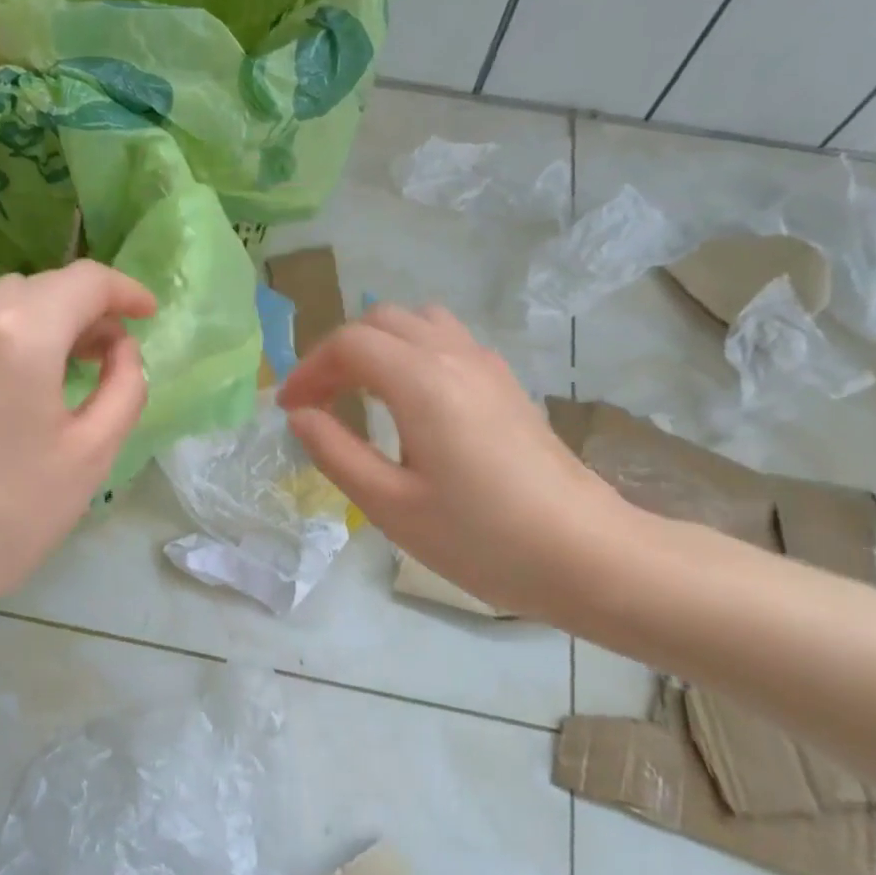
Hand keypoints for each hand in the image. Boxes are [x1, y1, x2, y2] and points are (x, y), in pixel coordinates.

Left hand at [0, 261, 155, 626]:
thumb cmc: (11, 515)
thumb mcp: (92, 454)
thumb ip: (125, 387)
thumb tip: (121, 349)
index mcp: (20, 335)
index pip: (85, 281)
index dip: (126, 291)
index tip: (150, 315)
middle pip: (44, 286)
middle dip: (88, 308)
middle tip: (114, 353)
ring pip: (5, 302)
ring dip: (48, 319)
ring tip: (71, 366)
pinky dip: (10, 335)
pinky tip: (20, 382)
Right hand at [277, 304, 628, 620]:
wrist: (586, 554)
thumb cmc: (481, 538)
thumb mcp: (390, 505)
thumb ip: (335, 452)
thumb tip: (300, 416)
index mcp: (422, 382)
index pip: (349, 345)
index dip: (308, 371)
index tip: (289, 410)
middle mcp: (454, 355)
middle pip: (381, 321)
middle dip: (338, 353)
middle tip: (317, 401)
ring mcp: (487, 364)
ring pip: (418, 322)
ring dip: (377, 345)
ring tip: (358, 392)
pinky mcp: (507, 383)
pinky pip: (447, 340)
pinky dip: (411, 352)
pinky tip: (409, 400)